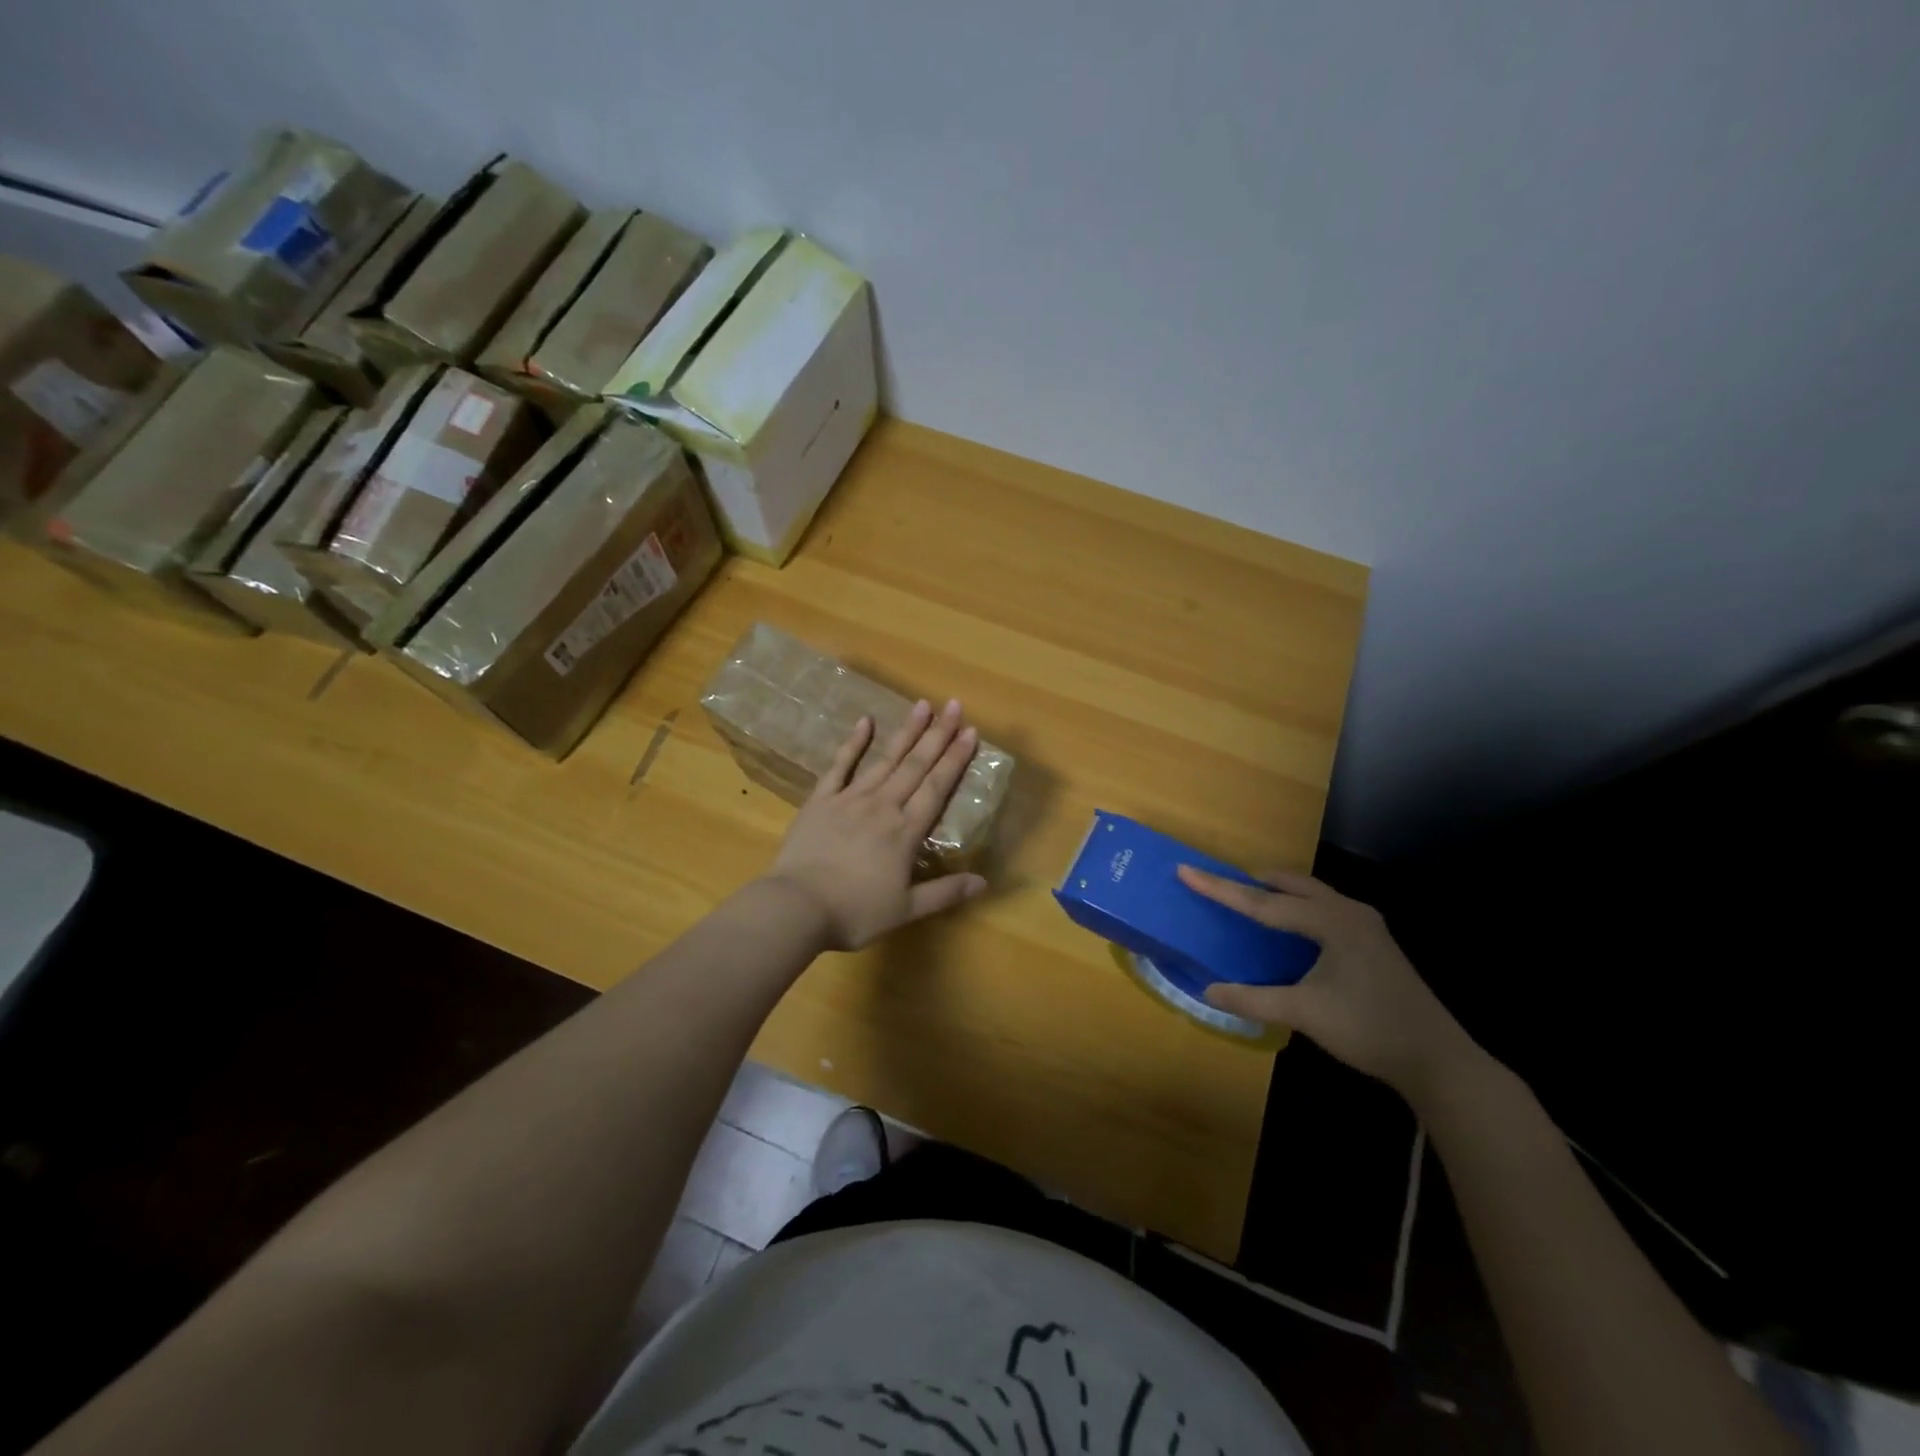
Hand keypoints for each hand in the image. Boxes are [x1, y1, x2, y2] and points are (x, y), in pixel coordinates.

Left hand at [766, 699, 988, 950]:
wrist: (796, 907)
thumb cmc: (854, 912)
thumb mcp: (906, 910)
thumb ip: (945, 892)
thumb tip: (984, 882)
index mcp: (905, 832)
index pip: (937, 788)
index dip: (955, 759)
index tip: (971, 732)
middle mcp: (883, 806)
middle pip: (915, 766)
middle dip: (937, 735)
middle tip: (954, 706)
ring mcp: (850, 799)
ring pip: (885, 759)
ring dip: (905, 732)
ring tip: (922, 705)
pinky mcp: (821, 800)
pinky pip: (840, 766)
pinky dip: (853, 743)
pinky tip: (864, 721)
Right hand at [1177, 866, 1478, 1098]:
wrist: (1438, 1059)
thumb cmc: (1369, 1029)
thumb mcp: (1304, 1013)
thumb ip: (1254, 999)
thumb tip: (1209, 990)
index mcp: (1330, 921)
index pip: (1262, 902)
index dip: (1220, 888)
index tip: (1186, 870)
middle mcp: (1348, 912)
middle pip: (1291, 885)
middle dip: (1255, 882)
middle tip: (1221, 885)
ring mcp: (1366, 926)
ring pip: (1312, 895)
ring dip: (1280, 894)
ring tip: (1252, 901)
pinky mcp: (1373, 943)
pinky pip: (1325, 910)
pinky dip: (1299, 909)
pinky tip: (1291, 930)